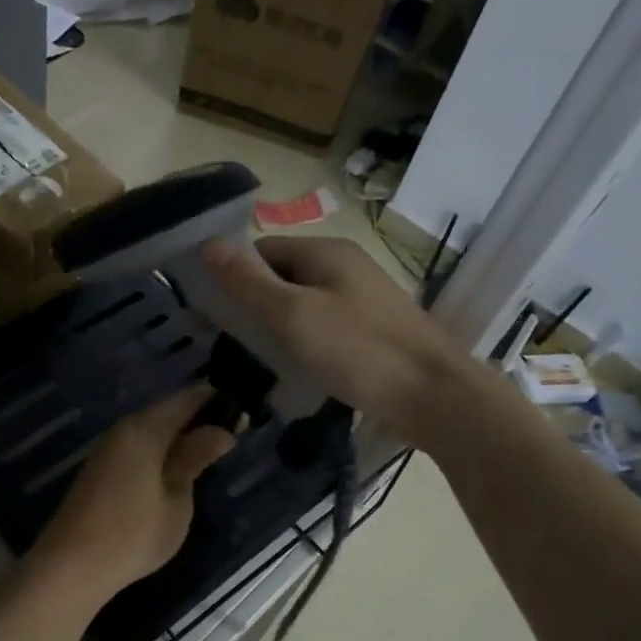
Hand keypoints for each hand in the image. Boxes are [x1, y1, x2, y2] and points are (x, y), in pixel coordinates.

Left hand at [26, 388, 234, 600]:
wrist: (71, 565)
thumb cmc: (132, 534)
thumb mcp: (176, 499)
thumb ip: (195, 458)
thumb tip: (221, 430)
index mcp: (145, 429)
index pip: (188, 398)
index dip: (217, 402)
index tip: (244, 416)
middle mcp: (124, 429)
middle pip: (169, 411)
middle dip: (200, 419)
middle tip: (233, 438)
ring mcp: (109, 448)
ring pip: (153, 429)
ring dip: (181, 436)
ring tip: (210, 455)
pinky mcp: (101, 468)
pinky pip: (140, 445)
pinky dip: (162, 450)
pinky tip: (177, 469)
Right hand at [200, 235, 465, 436]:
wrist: (434, 396)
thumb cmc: (358, 350)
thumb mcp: (292, 315)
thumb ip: (248, 282)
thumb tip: (206, 244)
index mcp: (325, 251)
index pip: (261, 250)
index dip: (233, 276)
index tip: (211, 314)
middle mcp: (344, 266)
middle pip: (282, 275)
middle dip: (252, 304)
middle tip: (229, 343)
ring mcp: (361, 298)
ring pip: (301, 303)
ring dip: (276, 327)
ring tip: (256, 360)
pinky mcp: (371, 329)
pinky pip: (323, 326)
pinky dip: (302, 342)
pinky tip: (294, 369)